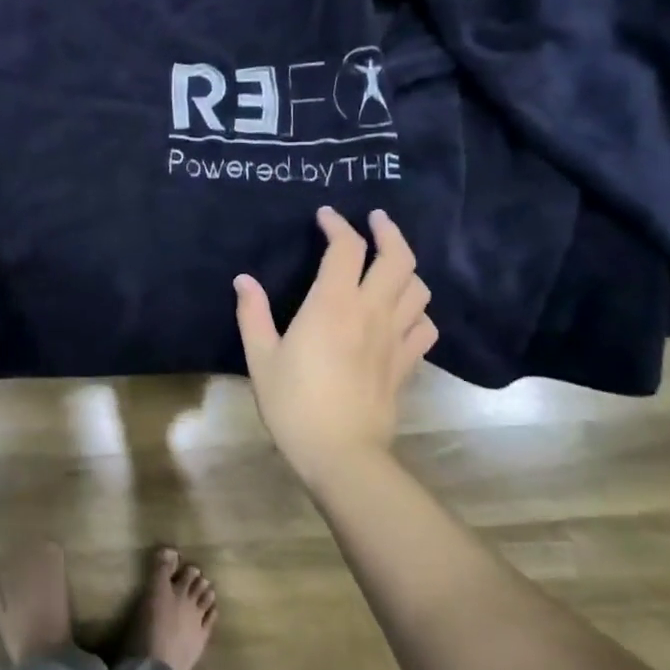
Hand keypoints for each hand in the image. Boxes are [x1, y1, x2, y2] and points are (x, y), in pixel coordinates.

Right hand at [234, 206, 435, 485]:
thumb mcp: (261, 358)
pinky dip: (418, 311)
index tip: (326, 216)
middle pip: (398, 258)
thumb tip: (244, 280)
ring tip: (389, 264)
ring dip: (406, 268)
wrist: (341, 453)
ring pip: (418, 288)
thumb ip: (253, 314)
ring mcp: (395, 338)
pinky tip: (403, 313)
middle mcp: (371, 312)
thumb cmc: (293, 404)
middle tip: (375, 220)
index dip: (338, 225)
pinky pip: (426, 326)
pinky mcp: (407, 363)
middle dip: (388, 231)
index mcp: (332, 305)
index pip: (346, 249)